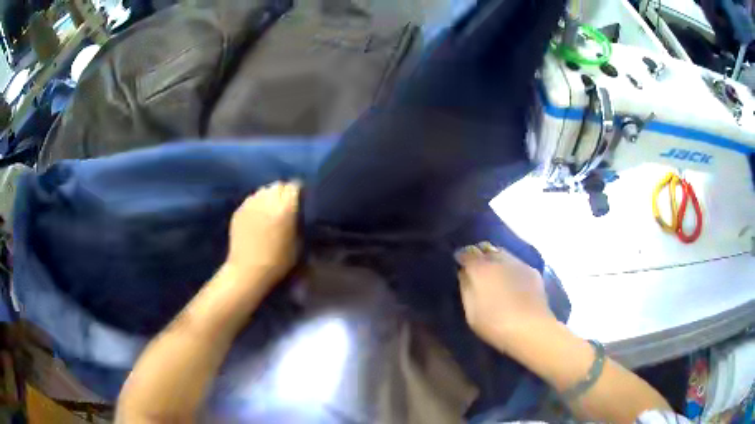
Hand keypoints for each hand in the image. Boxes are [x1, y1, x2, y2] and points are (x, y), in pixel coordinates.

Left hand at [225, 181, 300, 291]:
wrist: (248, 270)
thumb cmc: (278, 261)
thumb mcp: (297, 242)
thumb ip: (297, 221)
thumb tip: (296, 210)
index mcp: (285, 207)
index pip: (294, 186)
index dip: (298, 192)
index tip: (300, 200)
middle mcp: (267, 199)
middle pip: (278, 185)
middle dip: (283, 192)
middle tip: (285, 205)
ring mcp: (251, 203)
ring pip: (263, 190)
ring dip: (269, 196)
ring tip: (270, 209)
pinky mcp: (239, 210)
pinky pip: (251, 199)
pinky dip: (256, 204)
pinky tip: (257, 217)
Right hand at [455, 242, 554, 351]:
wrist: (531, 328)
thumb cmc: (494, 324)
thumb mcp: (471, 312)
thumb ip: (466, 288)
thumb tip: (464, 273)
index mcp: (481, 269)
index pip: (467, 253)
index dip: (462, 257)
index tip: (459, 262)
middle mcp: (500, 260)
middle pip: (487, 249)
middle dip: (480, 255)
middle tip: (477, 268)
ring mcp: (519, 264)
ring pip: (503, 254)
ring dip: (496, 260)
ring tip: (495, 273)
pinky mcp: (533, 272)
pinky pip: (517, 264)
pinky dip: (511, 268)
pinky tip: (512, 281)